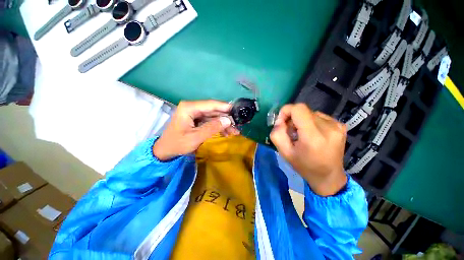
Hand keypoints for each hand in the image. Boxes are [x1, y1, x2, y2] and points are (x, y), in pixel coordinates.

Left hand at [153, 100, 239, 160]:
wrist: (166, 151)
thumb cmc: (177, 144)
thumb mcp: (196, 137)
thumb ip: (212, 128)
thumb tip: (228, 120)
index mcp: (189, 108)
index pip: (211, 104)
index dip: (225, 107)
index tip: (237, 110)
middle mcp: (193, 108)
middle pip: (214, 110)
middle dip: (226, 118)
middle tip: (238, 124)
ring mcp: (195, 114)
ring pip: (214, 116)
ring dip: (224, 123)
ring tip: (235, 131)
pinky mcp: (197, 120)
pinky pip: (210, 121)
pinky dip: (218, 127)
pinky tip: (226, 133)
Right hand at [270, 104, 346, 195]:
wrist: (329, 176)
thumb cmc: (304, 166)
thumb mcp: (285, 153)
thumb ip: (277, 134)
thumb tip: (280, 120)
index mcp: (313, 136)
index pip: (298, 109)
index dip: (286, 111)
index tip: (282, 122)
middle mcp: (328, 128)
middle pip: (304, 110)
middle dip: (293, 118)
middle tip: (291, 132)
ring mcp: (337, 126)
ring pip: (311, 113)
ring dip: (302, 121)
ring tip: (302, 135)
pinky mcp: (341, 126)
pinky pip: (319, 117)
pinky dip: (311, 122)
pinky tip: (313, 134)